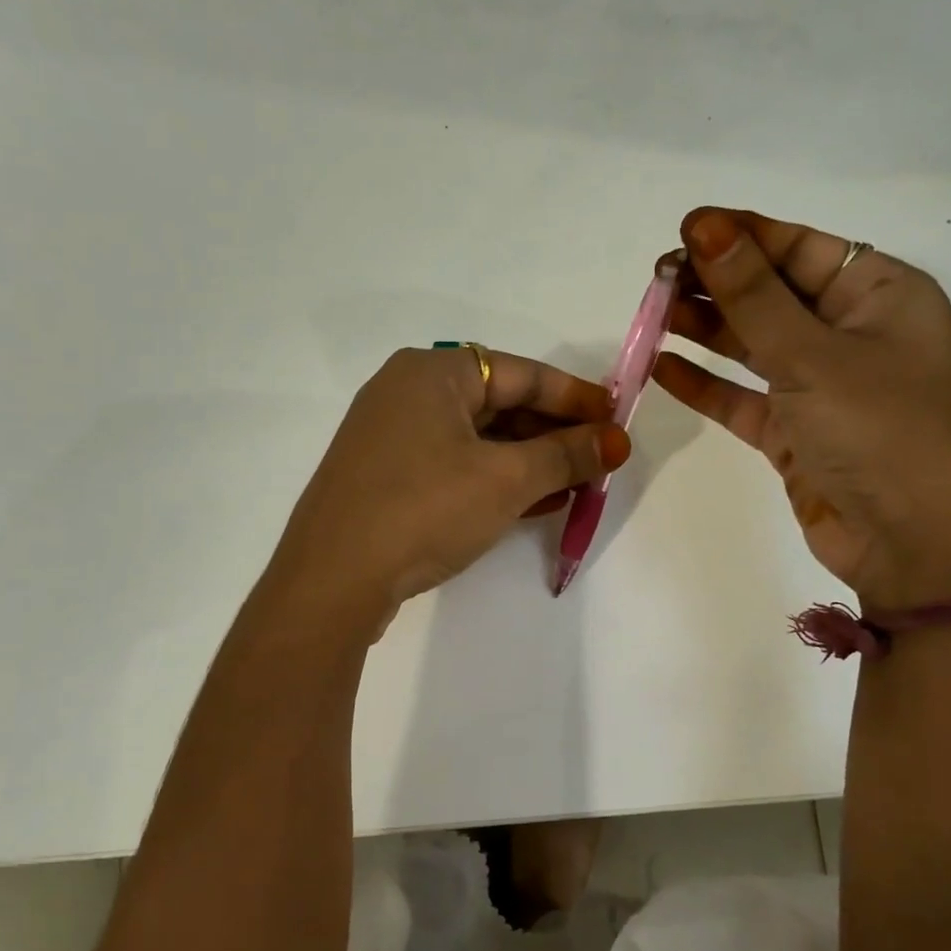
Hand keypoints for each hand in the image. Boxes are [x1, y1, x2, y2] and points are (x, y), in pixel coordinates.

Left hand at [264, 347, 629, 634]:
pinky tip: (532, 503)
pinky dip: (493, 480)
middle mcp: (406, 394)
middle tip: (599, 459)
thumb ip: (565, 455)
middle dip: (552, 434)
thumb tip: (615, 441)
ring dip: (527, 461)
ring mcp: (390, 438)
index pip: (520, 372)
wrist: (333, 578)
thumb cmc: (425, 509)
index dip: (575, 397)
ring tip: (576, 485)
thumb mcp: (505, 479)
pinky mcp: (385, 479)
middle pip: (497, 404)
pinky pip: (453, 466)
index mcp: (431, 372)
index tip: (617, 418)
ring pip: (476, 439)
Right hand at [654, 208, 950, 609]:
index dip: (743, 236)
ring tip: (652, 312)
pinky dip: (705, 384)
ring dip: (705, 329)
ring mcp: (822, 386)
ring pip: (754, 345)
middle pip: (774, 294)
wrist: (911, 545)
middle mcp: (853, 334)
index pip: (802, 249)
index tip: (685, 231)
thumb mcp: (813, 356)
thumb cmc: (879, 432)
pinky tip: (662, 367)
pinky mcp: (794, 432)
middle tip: (658, 277)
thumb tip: (705, 229)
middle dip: (718, 283)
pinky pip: (743, 397)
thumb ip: (752, 296)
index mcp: (881, 296)